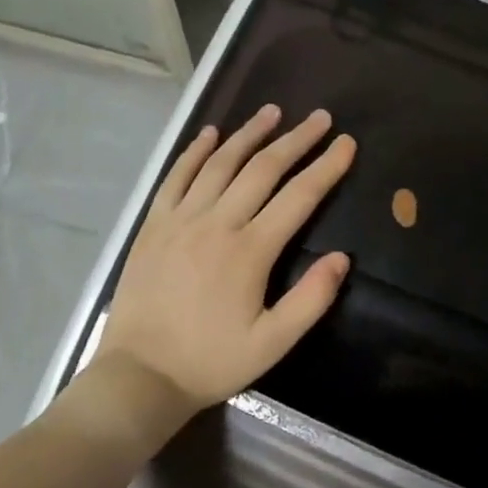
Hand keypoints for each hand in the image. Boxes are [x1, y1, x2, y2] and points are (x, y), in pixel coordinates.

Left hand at [98, 104, 355, 413]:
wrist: (140, 375)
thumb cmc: (211, 362)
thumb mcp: (272, 343)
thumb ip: (311, 299)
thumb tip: (341, 257)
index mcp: (250, 251)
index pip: (299, 196)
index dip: (326, 167)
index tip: (347, 144)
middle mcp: (217, 223)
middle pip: (263, 169)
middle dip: (296, 140)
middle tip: (320, 118)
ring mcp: (181, 219)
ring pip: (220, 164)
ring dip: (249, 134)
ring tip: (273, 112)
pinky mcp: (154, 224)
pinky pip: (177, 177)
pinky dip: (195, 151)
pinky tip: (211, 134)